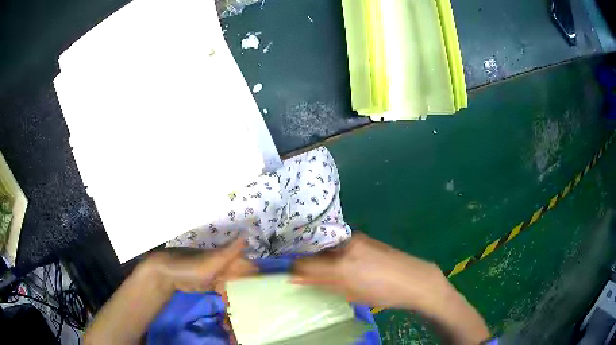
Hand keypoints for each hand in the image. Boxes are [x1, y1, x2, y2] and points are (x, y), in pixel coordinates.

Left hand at [140, 238, 256, 293]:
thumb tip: (246, 236)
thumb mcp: (211, 261)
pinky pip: (223, 290)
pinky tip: (236, 303)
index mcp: (225, 259)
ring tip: (256, 303)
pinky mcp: (208, 285)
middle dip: (252, 285)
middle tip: (267, 297)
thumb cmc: (190, 266)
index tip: (273, 284)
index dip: (258, 273)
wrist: (167, 273)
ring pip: (233, 283)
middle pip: (241, 275)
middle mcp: (223, 266)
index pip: (246, 265)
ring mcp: (215, 276)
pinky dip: (230, 295)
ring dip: (242, 292)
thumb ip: (229, 252)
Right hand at [292, 234, 451, 310]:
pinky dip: (337, 255)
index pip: (307, 265)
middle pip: (317, 254)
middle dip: (310, 264)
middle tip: (308, 275)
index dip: (296, 270)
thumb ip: (322, 284)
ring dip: (324, 259)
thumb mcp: (351, 293)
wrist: (415, 279)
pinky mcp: (365, 238)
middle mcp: (346, 247)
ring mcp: (356, 240)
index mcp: (341, 266)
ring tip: (330, 272)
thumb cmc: (384, 293)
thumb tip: (297, 278)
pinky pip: (342, 245)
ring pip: (330, 249)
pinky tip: (345, 264)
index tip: (289, 274)